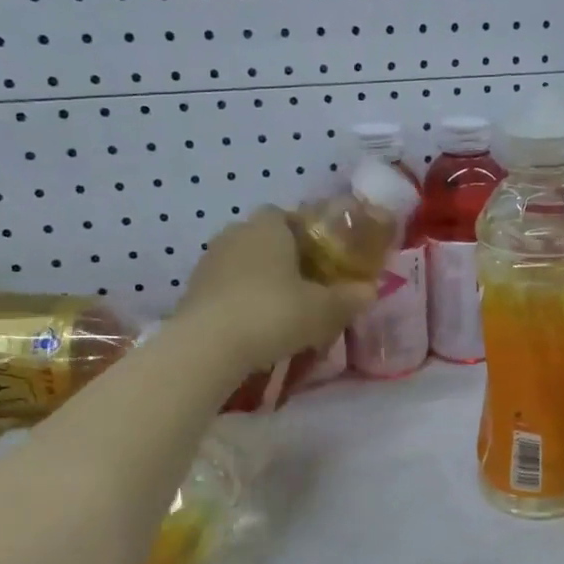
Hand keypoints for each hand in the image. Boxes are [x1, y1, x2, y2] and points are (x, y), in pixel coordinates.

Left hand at [177, 208, 375, 374]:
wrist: (207, 347)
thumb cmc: (274, 313)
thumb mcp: (326, 310)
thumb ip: (351, 298)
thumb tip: (370, 291)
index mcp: (268, 225)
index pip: (291, 216)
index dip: (311, 235)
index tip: (327, 261)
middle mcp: (235, 233)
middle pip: (267, 240)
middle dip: (287, 261)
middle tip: (309, 289)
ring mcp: (209, 262)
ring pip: (245, 266)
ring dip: (263, 283)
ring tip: (284, 313)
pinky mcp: (193, 291)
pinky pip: (228, 290)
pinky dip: (243, 303)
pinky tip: (257, 328)